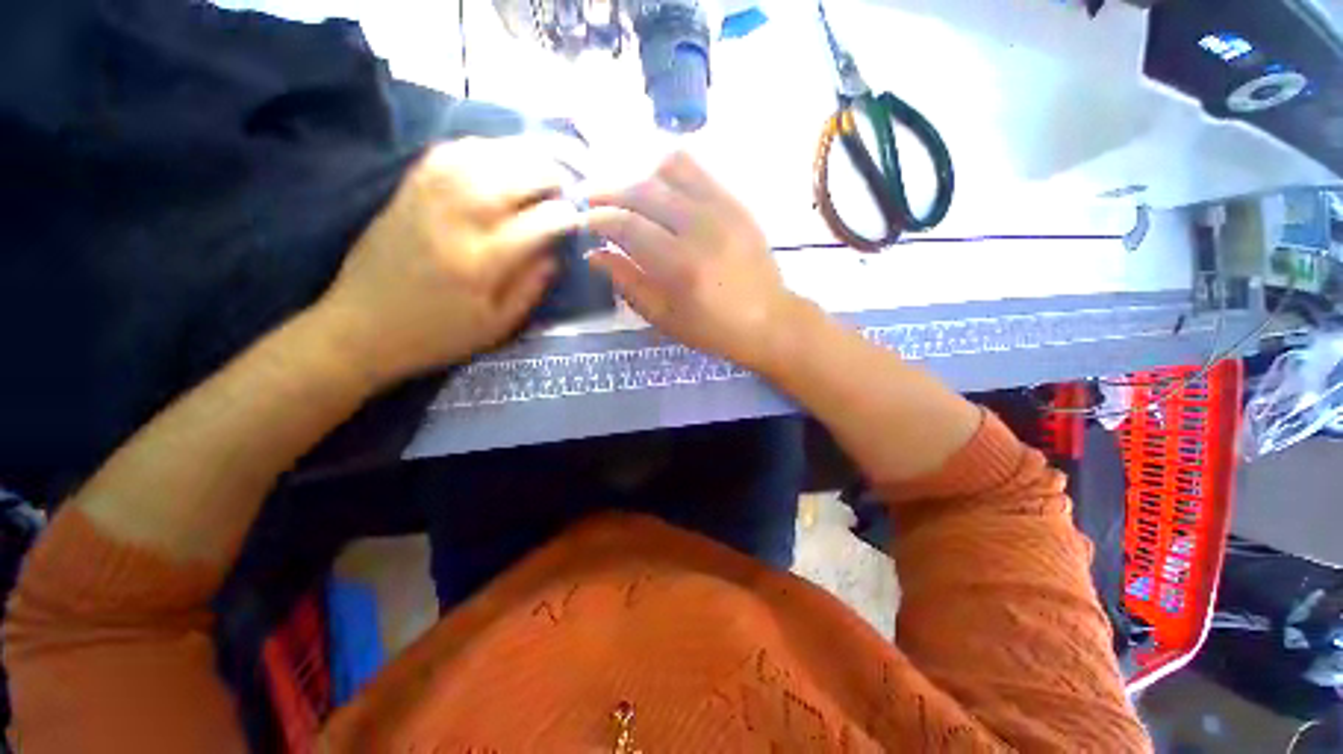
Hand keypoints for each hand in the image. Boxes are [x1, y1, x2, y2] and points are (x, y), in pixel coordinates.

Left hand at [317, 138, 581, 383]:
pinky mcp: (407, 191)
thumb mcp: (497, 326)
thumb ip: (531, 287)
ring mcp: (427, 200)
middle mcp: (456, 221)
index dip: (565, 215)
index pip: (538, 223)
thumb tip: (555, 253)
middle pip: (512, 177)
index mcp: (482, 263)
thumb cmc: (438, 335)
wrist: (361, 328)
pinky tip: (496, 156)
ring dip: (518, 154)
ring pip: (481, 155)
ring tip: (539, 165)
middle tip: (566, 185)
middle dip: (549, 175)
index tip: (578, 217)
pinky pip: (446, 152)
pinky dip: (479, 147)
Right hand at [584, 153, 802, 370]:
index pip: (627, 225)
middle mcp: (701, 228)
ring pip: (669, 169)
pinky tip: (660, 191)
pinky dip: (669, 173)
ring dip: (639, 176)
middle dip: (609, 191)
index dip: (598, 219)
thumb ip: (627, 283)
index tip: (583, 222)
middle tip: (592, 201)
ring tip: (628, 196)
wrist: (769, 320)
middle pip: (643, 190)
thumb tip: (594, 254)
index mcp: (680, 266)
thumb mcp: (664, 318)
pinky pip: (697, 171)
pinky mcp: (737, 203)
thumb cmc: (713, 329)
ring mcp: (723, 209)